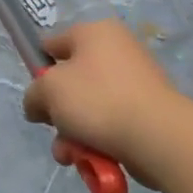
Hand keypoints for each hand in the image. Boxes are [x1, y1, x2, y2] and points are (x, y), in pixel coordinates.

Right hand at [22, 19, 185, 188]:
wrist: (159, 138)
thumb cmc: (97, 100)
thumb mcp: (48, 91)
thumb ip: (33, 95)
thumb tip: (39, 106)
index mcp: (95, 32)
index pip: (53, 44)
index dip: (39, 69)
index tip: (37, 96)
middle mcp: (118, 50)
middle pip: (71, 81)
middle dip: (58, 111)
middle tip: (54, 128)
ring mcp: (136, 82)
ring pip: (89, 108)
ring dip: (73, 133)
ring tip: (71, 155)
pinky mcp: (149, 112)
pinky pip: (111, 123)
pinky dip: (98, 141)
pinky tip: (94, 160)